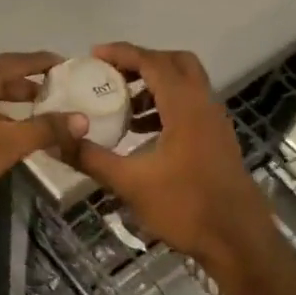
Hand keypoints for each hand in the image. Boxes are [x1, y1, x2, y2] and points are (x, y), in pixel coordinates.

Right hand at [68, 43, 275, 268]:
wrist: (238, 240)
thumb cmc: (185, 207)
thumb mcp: (131, 184)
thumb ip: (92, 159)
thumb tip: (58, 140)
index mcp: (185, 107)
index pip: (153, 62)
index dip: (122, 53)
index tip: (93, 55)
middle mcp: (204, 105)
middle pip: (176, 63)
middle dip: (142, 63)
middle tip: (112, 75)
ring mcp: (215, 123)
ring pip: (186, 85)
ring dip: (155, 86)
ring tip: (122, 106)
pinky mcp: (218, 140)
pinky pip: (190, 107)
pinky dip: (166, 107)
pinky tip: (143, 134)